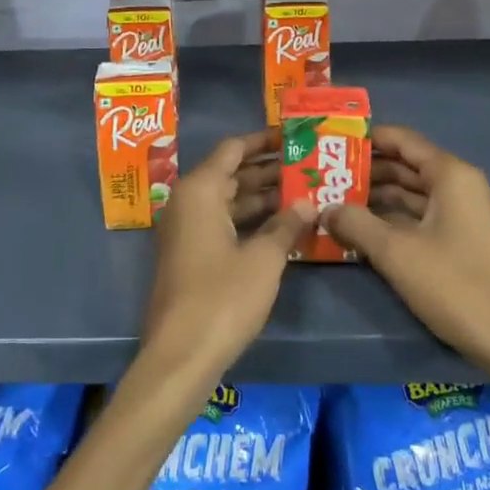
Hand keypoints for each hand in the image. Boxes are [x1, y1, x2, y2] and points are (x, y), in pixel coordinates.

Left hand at [141, 130, 314, 385]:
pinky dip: (249, 221)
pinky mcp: (189, 255)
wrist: (181, 354)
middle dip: (268, 170)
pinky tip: (282, 226)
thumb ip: (286, 225)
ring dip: (262, 198)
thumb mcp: (263, 260)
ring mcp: (186, 230)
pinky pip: (222, 224)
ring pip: (228, 201)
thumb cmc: (223, 298)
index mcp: (200, 191)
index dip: (263, 140)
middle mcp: (187, 202)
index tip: (293, 136)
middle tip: (308, 165)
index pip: (233, 149)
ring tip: (305, 192)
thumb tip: (308, 203)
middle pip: (231, 174)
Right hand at [325, 125, 489, 379]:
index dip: (365, 138)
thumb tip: (323, 208)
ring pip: (408, 191)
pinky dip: (388, 216)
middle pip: (403, 164)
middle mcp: (456, 185)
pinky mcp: (456, 238)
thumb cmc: (454, 285)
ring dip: (372, 195)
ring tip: (331, 200)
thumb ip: (355, 223)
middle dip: (364, 169)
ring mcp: (458, 213)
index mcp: (449, 175)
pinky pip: (415, 214)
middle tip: (321, 175)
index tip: (329, 143)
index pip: (401, 139)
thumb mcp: (395, 252)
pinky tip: (357, 227)